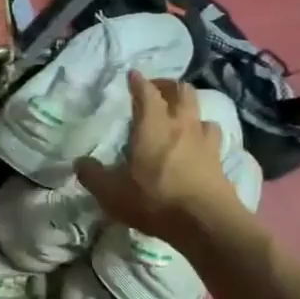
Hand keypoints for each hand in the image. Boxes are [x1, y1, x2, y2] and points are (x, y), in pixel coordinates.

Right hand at [75, 72, 250, 242]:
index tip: (132, 75)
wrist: (207, 223)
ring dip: (189, 109)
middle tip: (156, 91)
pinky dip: (203, 133)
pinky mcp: (220, 160)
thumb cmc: (155, 200)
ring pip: (201, 112)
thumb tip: (80, 162)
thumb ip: (93, 175)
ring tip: (179, 117)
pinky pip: (212, 136)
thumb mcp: (111, 192)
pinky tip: (197, 144)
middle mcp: (181, 125)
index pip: (147, 92)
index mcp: (153, 125)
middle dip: (168, 86)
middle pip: (182, 91)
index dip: (138, 81)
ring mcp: (205, 141)